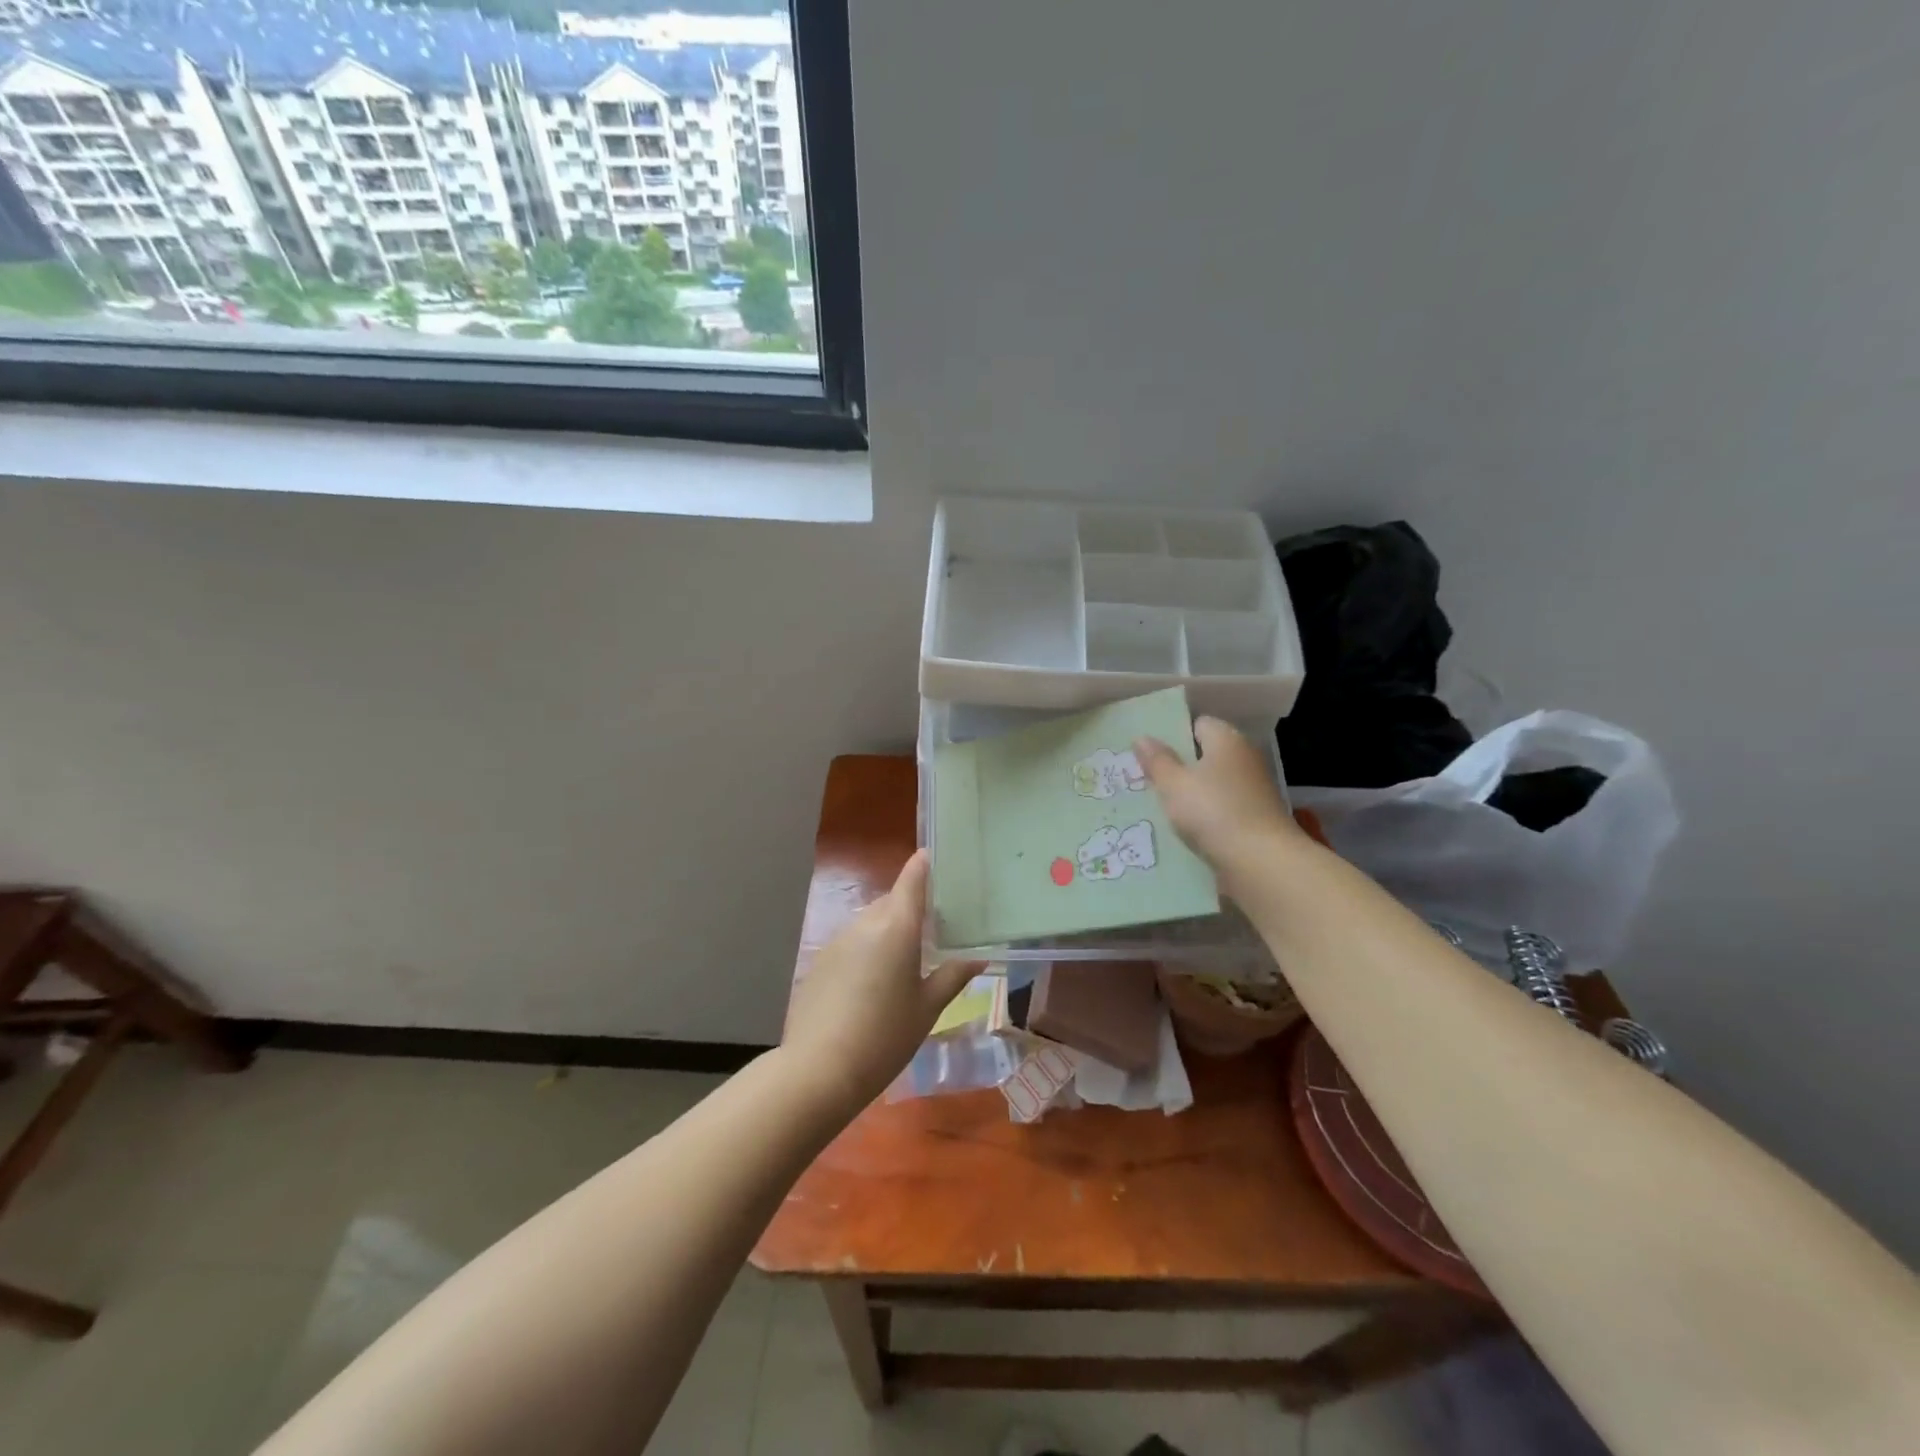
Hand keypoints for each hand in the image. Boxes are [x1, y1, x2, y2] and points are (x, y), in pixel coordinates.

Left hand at [781, 850, 980, 1118]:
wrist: (819, 1070)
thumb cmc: (885, 1037)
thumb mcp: (927, 1008)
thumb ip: (953, 975)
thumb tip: (979, 956)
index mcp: (897, 927)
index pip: (912, 878)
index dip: (925, 865)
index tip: (940, 860)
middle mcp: (866, 923)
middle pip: (893, 901)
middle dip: (912, 909)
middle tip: (935, 929)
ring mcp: (838, 940)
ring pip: (872, 922)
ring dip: (889, 930)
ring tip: (907, 961)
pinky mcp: (821, 960)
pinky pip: (853, 942)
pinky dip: (868, 950)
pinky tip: (874, 984)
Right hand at [1134, 717, 1305, 887]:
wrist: (1261, 863)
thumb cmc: (1212, 811)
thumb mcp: (1173, 784)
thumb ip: (1156, 760)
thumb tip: (1142, 737)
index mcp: (1227, 740)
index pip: (1198, 724)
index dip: (1173, 734)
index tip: (1149, 752)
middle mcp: (1244, 759)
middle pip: (1206, 756)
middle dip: (1179, 767)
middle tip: (1146, 779)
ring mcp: (1253, 791)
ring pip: (1213, 786)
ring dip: (1191, 795)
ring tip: (1158, 807)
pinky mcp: (1255, 820)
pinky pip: (1221, 811)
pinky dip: (1204, 817)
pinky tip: (1182, 831)